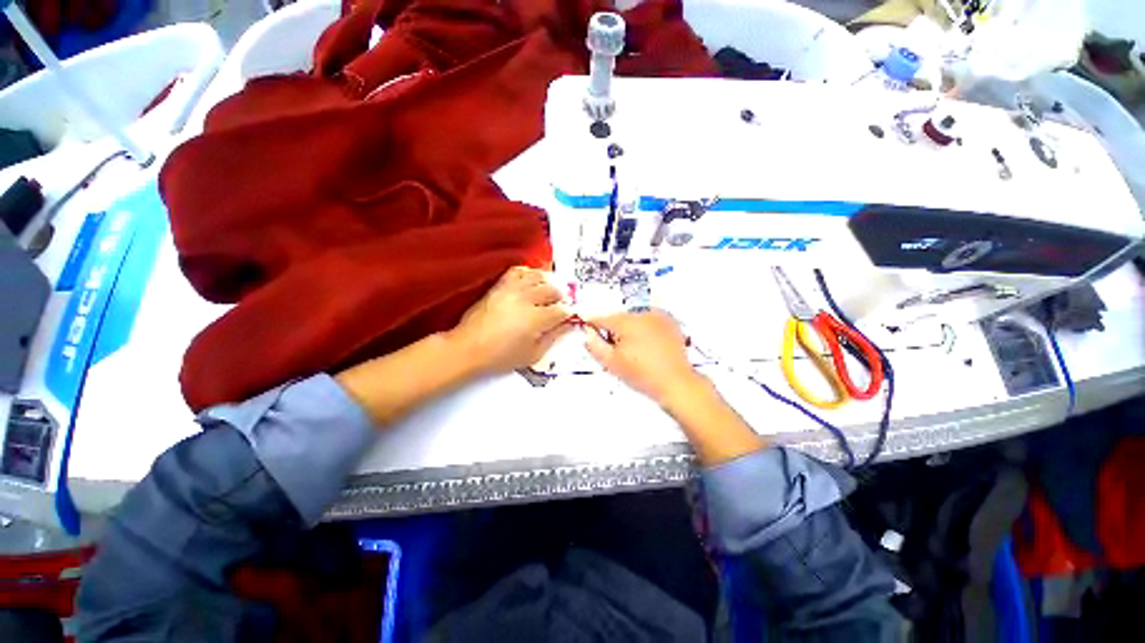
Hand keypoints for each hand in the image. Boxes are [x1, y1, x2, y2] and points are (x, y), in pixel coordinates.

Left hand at [449, 266, 570, 375]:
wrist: (469, 348)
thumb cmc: (499, 356)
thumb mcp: (532, 354)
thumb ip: (553, 338)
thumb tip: (567, 327)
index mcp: (536, 319)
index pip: (562, 310)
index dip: (570, 313)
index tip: (570, 316)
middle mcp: (525, 300)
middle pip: (553, 289)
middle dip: (563, 296)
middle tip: (563, 304)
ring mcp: (511, 291)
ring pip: (538, 277)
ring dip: (549, 282)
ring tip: (552, 290)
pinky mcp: (500, 287)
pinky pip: (518, 271)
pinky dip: (529, 273)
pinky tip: (533, 280)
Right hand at [583, 310, 703, 405]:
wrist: (675, 382)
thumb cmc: (642, 374)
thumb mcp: (612, 363)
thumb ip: (595, 346)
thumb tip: (587, 334)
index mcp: (626, 322)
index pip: (601, 318)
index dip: (593, 326)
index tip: (590, 333)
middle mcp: (643, 313)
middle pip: (619, 318)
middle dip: (614, 331)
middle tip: (617, 351)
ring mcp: (659, 316)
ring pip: (634, 319)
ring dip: (630, 330)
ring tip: (635, 351)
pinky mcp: (670, 322)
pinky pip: (650, 321)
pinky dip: (645, 330)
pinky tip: (648, 346)